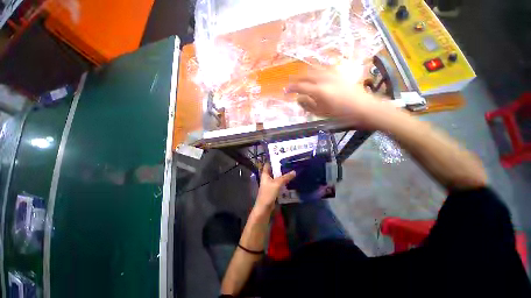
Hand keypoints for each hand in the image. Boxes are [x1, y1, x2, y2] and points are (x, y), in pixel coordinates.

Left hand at [254, 163, 295, 213]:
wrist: (264, 207)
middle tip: (289, 162)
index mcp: (265, 174)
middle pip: (273, 170)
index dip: (273, 160)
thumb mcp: (277, 183)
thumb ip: (286, 177)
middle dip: (280, 167)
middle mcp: (266, 177)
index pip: (268, 164)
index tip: (281, 156)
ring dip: (282, 174)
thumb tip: (294, 172)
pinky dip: (283, 180)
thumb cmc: (268, 193)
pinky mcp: (273, 189)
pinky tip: (289, 179)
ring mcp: (270, 183)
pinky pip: (278, 182)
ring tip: (291, 169)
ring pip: (276, 176)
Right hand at [287, 69, 382, 128]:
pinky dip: (315, 71)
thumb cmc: (340, 113)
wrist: (362, 107)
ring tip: (301, 78)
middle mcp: (324, 79)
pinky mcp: (338, 73)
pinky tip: (315, 75)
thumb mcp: (321, 113)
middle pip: (306, 75)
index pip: (300, 87)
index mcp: (319, 91)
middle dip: (296, 79)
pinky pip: (323, 68)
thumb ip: (308, 105)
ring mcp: (332, 74)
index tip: (285, 91)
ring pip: (314, 69)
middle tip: (291, 84)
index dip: (291, 88)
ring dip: (305, 73)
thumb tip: (298, 99)